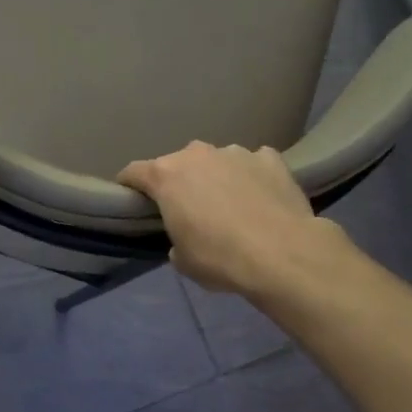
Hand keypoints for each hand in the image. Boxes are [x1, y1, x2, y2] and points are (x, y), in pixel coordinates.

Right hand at [118, 142, 348, 297]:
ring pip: (216, 161)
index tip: (131, 199)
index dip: (129, 185)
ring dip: (216, 177)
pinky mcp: (270, 159)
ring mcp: (236, 152)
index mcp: (166, 176)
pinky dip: (251, 176)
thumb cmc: (219, 258)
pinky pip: (253, 164)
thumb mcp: (182, 259)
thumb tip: (184, 237)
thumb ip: (175, 238)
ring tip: (230, 204)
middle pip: (177, 164)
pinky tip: (260, 198)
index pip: (133, 172)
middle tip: (188, 208)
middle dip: (178, 182)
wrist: (283, 254)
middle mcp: (197, 154)